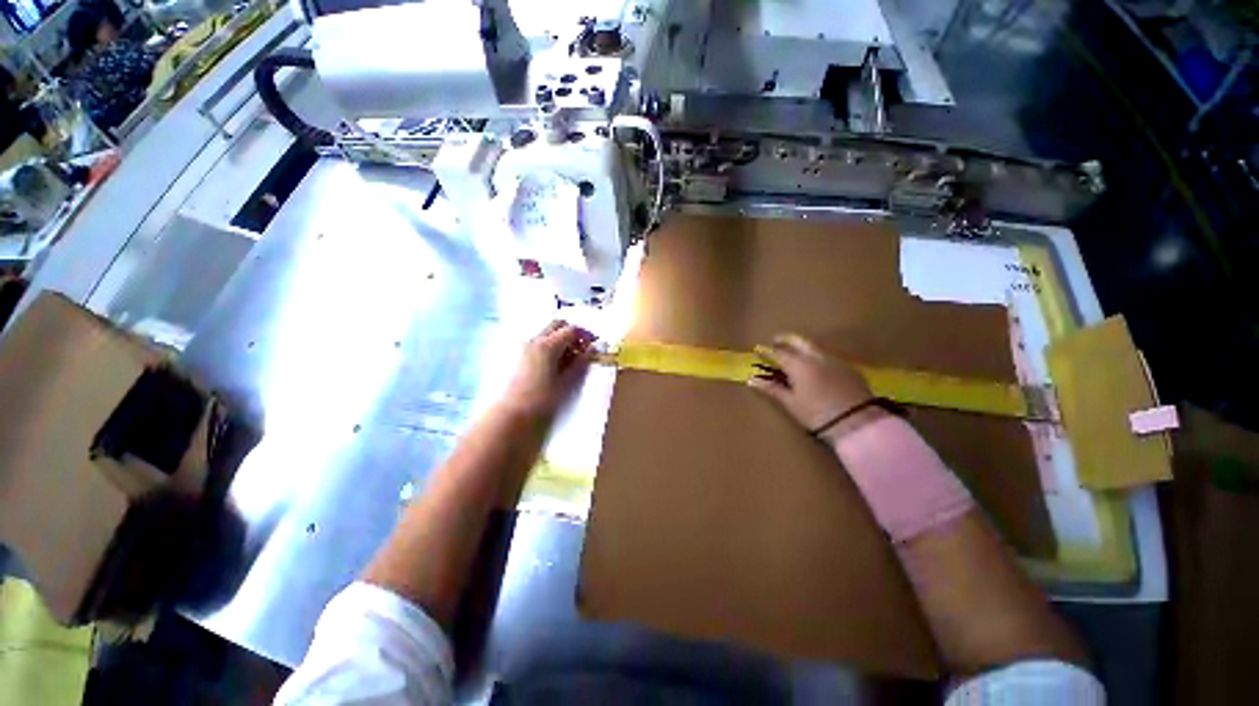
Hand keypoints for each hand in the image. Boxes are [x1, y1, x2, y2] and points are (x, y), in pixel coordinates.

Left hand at [501, 321, 595, 417]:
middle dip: (573, 333)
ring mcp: (526, 346)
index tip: (594, 345)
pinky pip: (541, 341)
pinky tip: (557, 364)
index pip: (571, 330)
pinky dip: (553, 345)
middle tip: (583, 349)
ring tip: (571, 359)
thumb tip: (592, 349)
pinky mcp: (522, 355)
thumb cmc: (543, 399)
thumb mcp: (567, 381)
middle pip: (558, 325)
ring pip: (548, 332)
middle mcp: (536, 340)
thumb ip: (581, 362)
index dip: (585, 335)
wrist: (513, 413)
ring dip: (562, 339)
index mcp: (548, 345)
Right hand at [748, 334, 873, 440]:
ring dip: (802, 347)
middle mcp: (817, 357)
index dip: (767, 351)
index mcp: (799, 365)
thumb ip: (772, 389)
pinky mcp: (849, 368)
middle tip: (776, 341)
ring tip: (795, 355)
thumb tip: (752, 380)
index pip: (779, 353)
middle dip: (786, 340)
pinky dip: (817, 357)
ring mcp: (835, 361)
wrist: (858, 423)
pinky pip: (828, 356)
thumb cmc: (817, 414)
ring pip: (815, 347)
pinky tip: (816, 367)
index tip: (758, 350)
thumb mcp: (791, 403)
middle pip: (799, 341)